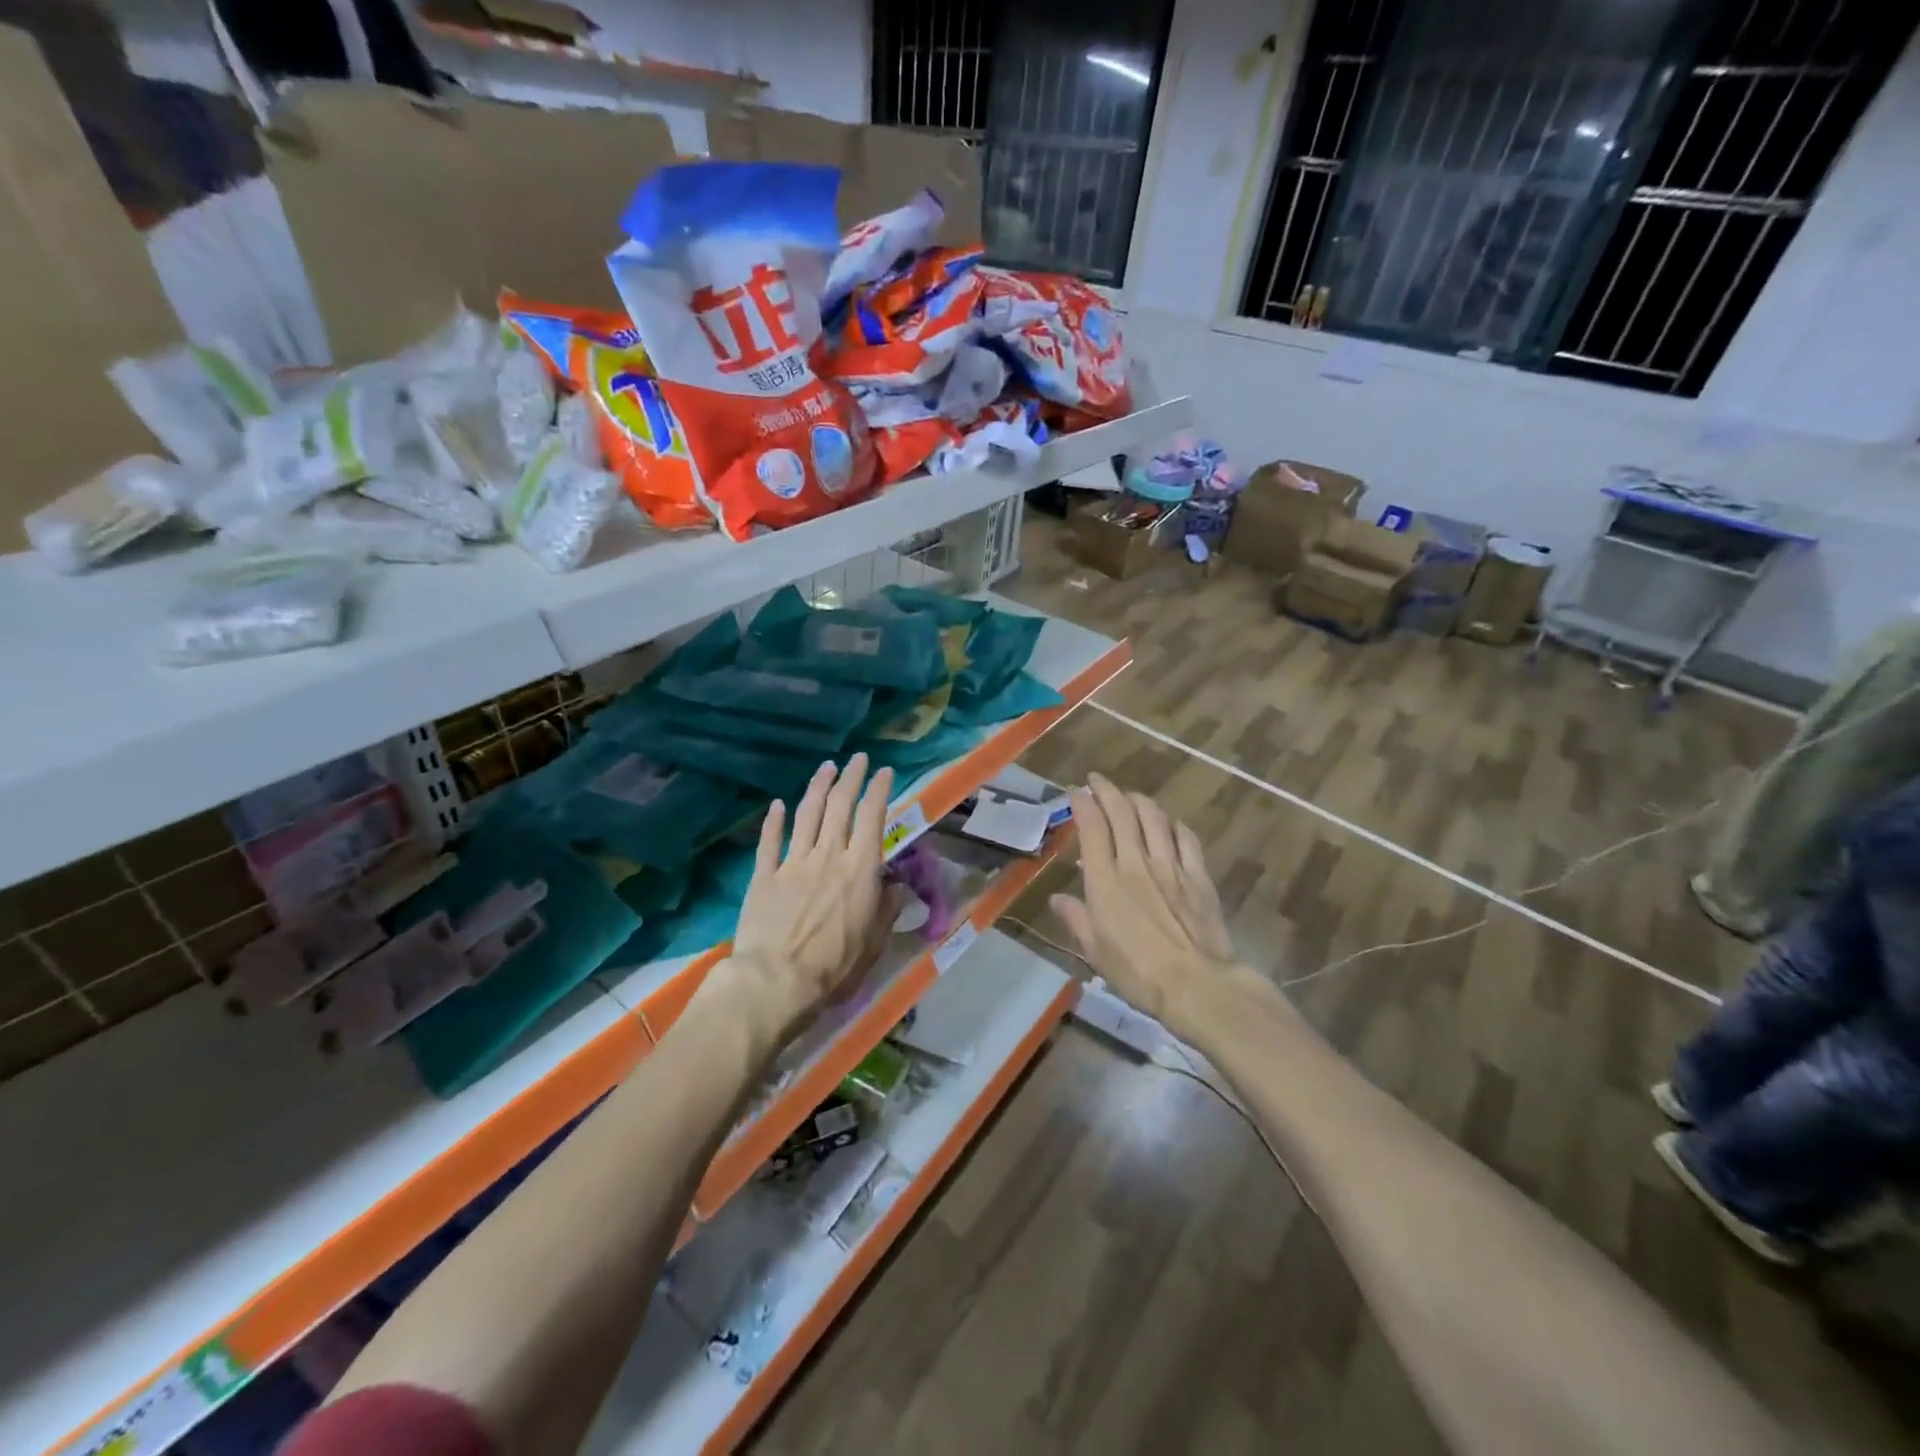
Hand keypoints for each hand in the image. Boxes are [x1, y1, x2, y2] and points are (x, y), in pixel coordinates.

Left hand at [721, 753, 895, 1039]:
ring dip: (818, 787)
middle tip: (857, 759)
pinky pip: (770, 841)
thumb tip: (894, 886)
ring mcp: (793, 862)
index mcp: (859, 869)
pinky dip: (774, 820)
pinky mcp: (764, 875)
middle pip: (840, 806)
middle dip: (850, 778)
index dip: (878, 790)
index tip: (883, 771)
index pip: (872, 818)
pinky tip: (778, 804)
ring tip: (826, 767)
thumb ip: (886, 908)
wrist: (776, 980)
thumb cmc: (834, 966)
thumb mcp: (873, 941)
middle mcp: (828, 856)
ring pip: (807, 814)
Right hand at [1050, 773, 1261, 1044]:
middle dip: (1107, 791)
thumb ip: (1076, 919)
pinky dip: (1174, 825)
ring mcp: (1171, 866)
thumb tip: (1056, 900)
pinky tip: (1170, 824)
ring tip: (1130, 797)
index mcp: (1105, 881)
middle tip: (1097, 781)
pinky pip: (1186, 838)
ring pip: (1154, 818)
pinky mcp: (1198, 876)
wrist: (1197, 985)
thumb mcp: (1095, 951)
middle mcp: (1136, 863)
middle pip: (1122, 812)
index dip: (1082, 804)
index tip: (1075, 792)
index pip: (1092, 827)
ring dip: (1139, 801)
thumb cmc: (1137, 973)